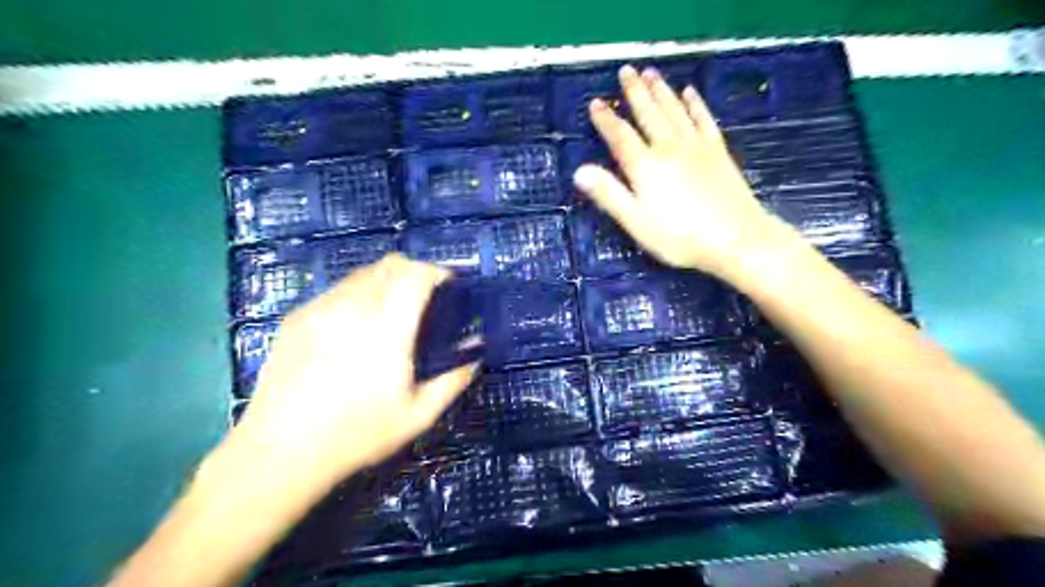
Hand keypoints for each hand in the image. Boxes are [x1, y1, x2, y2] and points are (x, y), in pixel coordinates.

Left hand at [232, 255, 476, 488]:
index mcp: (388, 327)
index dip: (436, 271)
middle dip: (413, 271)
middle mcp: (354, 307)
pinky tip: (353, 327)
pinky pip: (336, 291)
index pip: (415, 273)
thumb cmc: (357, 434)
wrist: (281, 451)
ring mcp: (321, 309)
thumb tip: (475, 356)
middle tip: (423, 298)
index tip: (447, 286)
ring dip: (384, 281)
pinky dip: (356, 295)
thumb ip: (453, 381)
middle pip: (389, 264)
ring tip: (389, 311)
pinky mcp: (297, 317)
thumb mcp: (418, 415)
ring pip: (361, 273)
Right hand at [570, 64, 793, 279]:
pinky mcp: (717, 150)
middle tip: (626, 70)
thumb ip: (608, 194)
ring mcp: (696, 145)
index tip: (596, 102)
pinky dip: (695, 103)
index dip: (606, 119)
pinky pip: (703, 118)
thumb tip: (579, 171)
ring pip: (674, 110)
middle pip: (648, 114)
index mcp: (645, 166)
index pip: (620, 136)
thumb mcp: (635, 221)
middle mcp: (668, 147)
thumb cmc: (679, 236)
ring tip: (651, 73)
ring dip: (661, 90)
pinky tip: (690, 92)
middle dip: (635, 92)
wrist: (735, 238)